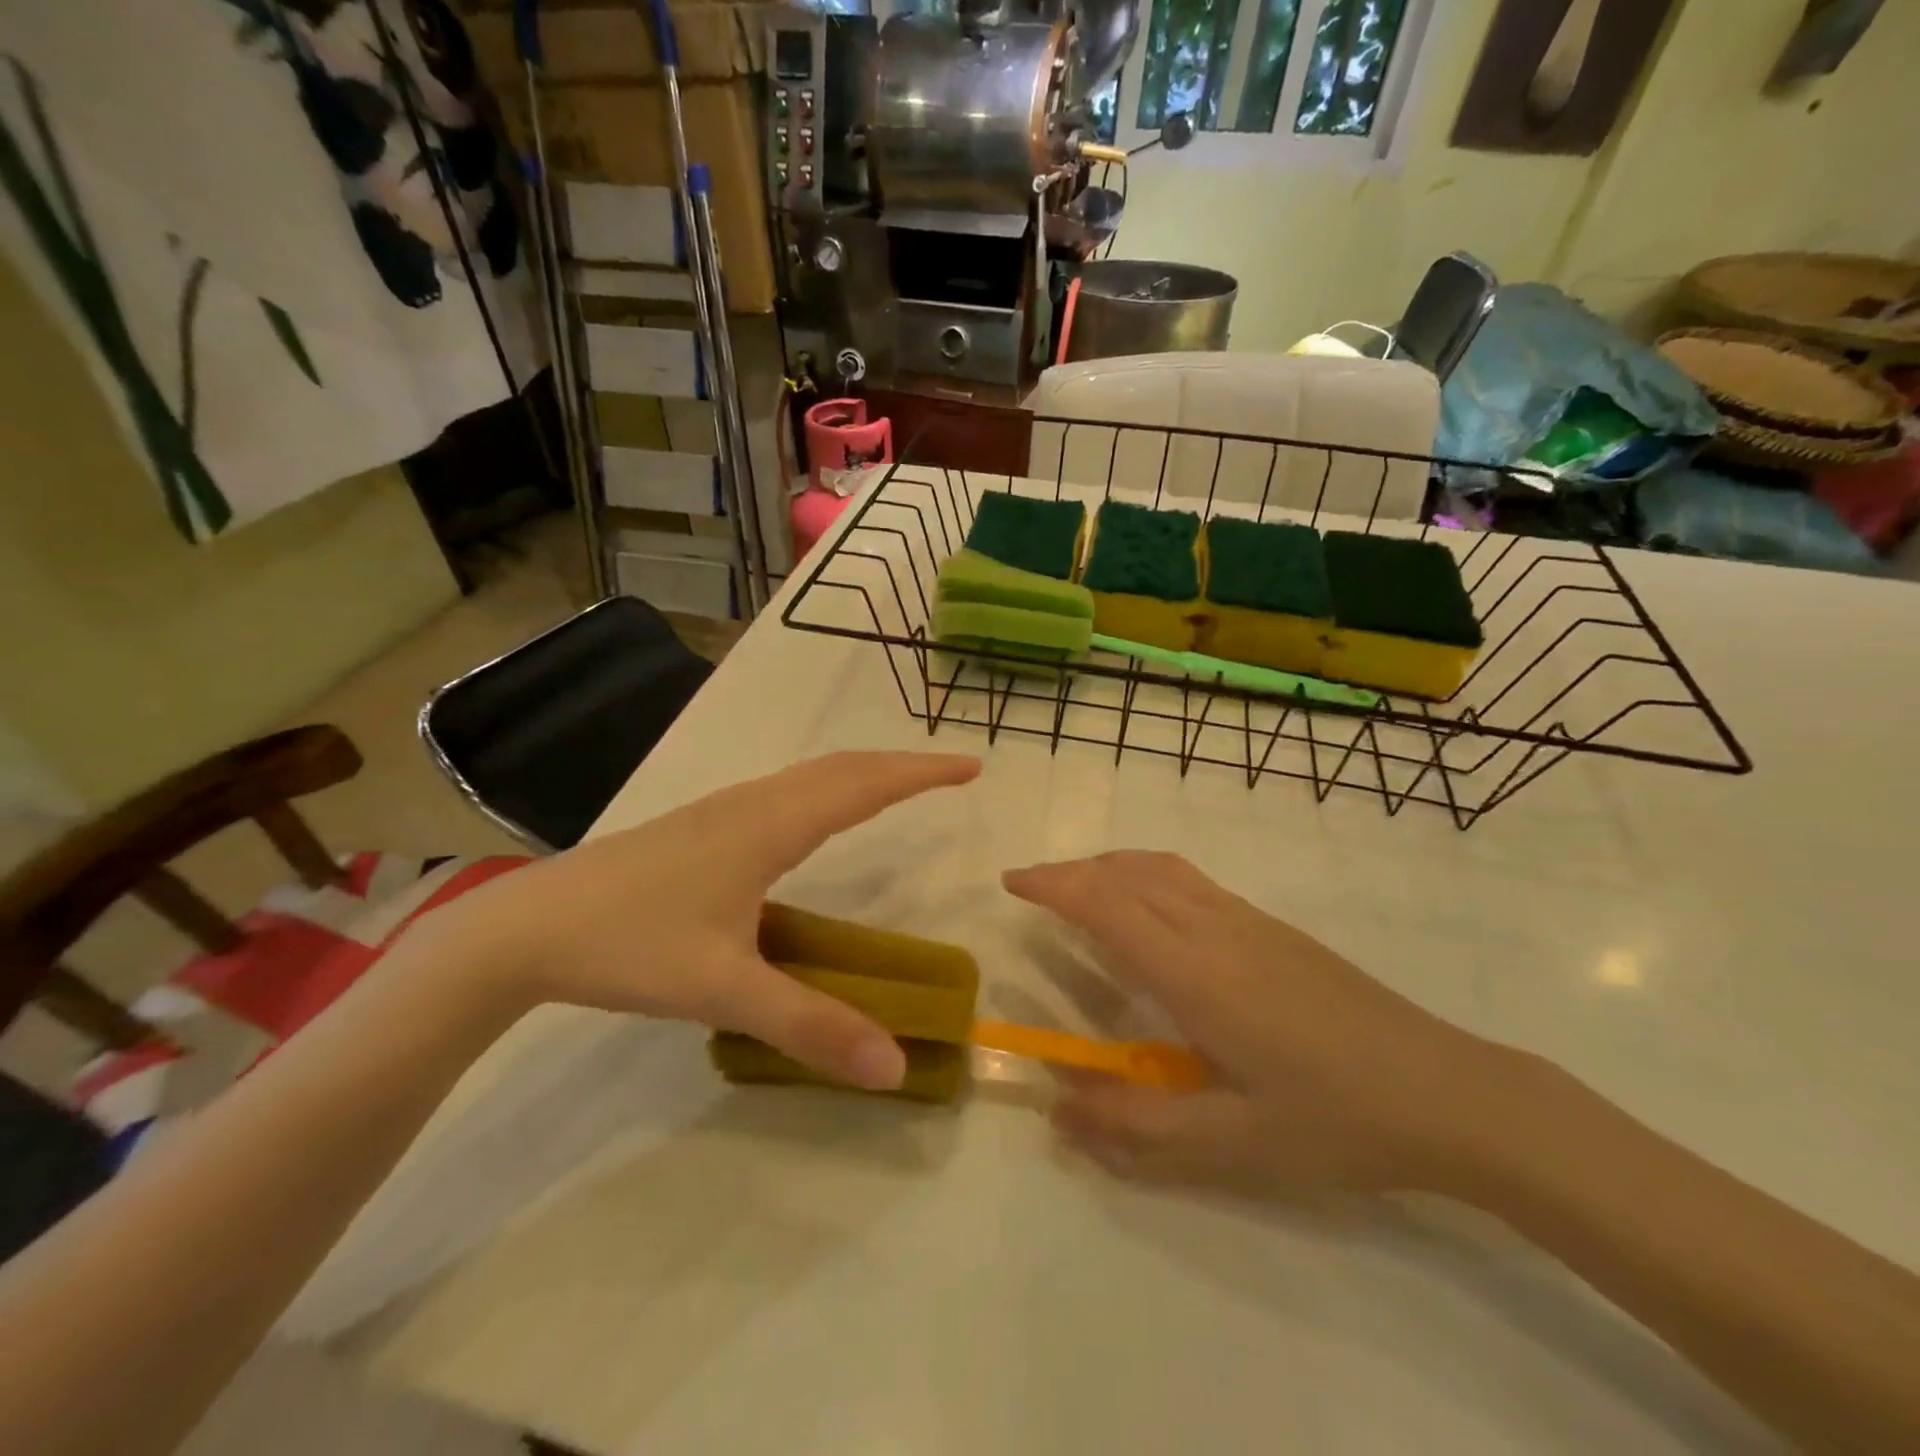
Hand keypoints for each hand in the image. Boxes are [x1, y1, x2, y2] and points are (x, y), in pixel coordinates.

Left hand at [445, 751, 980, 1089]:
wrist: (524, 928)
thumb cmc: (628, 946)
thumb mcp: (723, 991)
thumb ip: (811, 1026)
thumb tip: (895, 1065)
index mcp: (768, 827)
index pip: (863, 784)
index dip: (920, 774)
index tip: (970, 767)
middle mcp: (752, 804)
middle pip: (841, 768)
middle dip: (901, 765)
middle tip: (950, 774)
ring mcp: (722, 811)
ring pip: (810, 776)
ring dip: (862, 773)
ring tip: (900, 787)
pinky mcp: (702, 827)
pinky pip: (785, 792)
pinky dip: (827, 789)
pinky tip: (818, 819)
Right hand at [1004, 851, 1511, 1197]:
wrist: (1450, 1091)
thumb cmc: (1337, 1121)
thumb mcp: (1232, 1144)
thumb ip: (1136, 1128)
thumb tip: (1055, 1110)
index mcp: (1196, 973)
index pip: (1106, 906)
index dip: (1054, 886)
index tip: (1012, 881)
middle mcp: (1215, 929)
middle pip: (1127, 874)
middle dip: (1071, 871)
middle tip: (1031, 884)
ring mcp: (1249, 921)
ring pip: (1161, 868)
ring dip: (1109, 865)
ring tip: (1078, 885)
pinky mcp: (1274, 928)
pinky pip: (1190, 880)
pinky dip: (1146, 873)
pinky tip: (1149, 906)